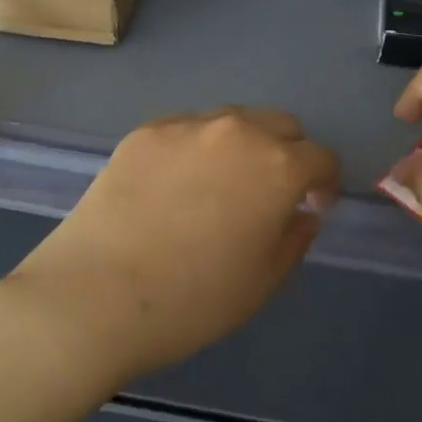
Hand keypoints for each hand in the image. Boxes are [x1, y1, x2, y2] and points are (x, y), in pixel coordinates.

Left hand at [0, 109, 340, 390]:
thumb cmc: (193, 300)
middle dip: (288, 154)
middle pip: (280, 125)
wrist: (96, 296)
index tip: (312, 207)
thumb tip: (302, 213)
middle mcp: (237, 132)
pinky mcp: (144, 132)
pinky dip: (196, 149)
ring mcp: (186, 126)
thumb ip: (295, 239)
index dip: (325, 183)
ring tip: (220, 185)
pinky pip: (187, 130)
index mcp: (278, 166)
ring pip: (233, 121)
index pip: (321, 157)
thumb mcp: (263, 282)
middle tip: (270, 193)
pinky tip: (174, 187)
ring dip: (243, 145)